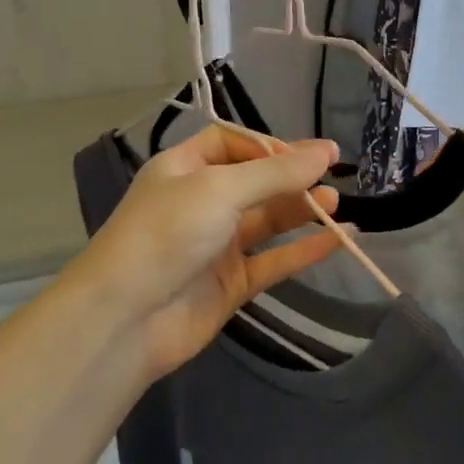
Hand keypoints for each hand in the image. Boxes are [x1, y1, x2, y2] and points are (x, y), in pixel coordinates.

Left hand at [61, 126, 340, 379]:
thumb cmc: (168, 234)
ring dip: (301, 210)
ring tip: (336, 203)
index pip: (231, 143)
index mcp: (184, 168)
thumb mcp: (221, 189)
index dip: (268, 145)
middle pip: (254, 181)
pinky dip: (304, 250)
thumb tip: (327, 150)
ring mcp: (215, 245)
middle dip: (291, 177)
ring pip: (266, 221)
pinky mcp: (230, 284)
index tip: (306, 154)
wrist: (126, 319)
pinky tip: (337, 240)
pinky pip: (273, 260)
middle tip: (334, 175)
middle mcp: (200, 202)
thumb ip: (277, 173)